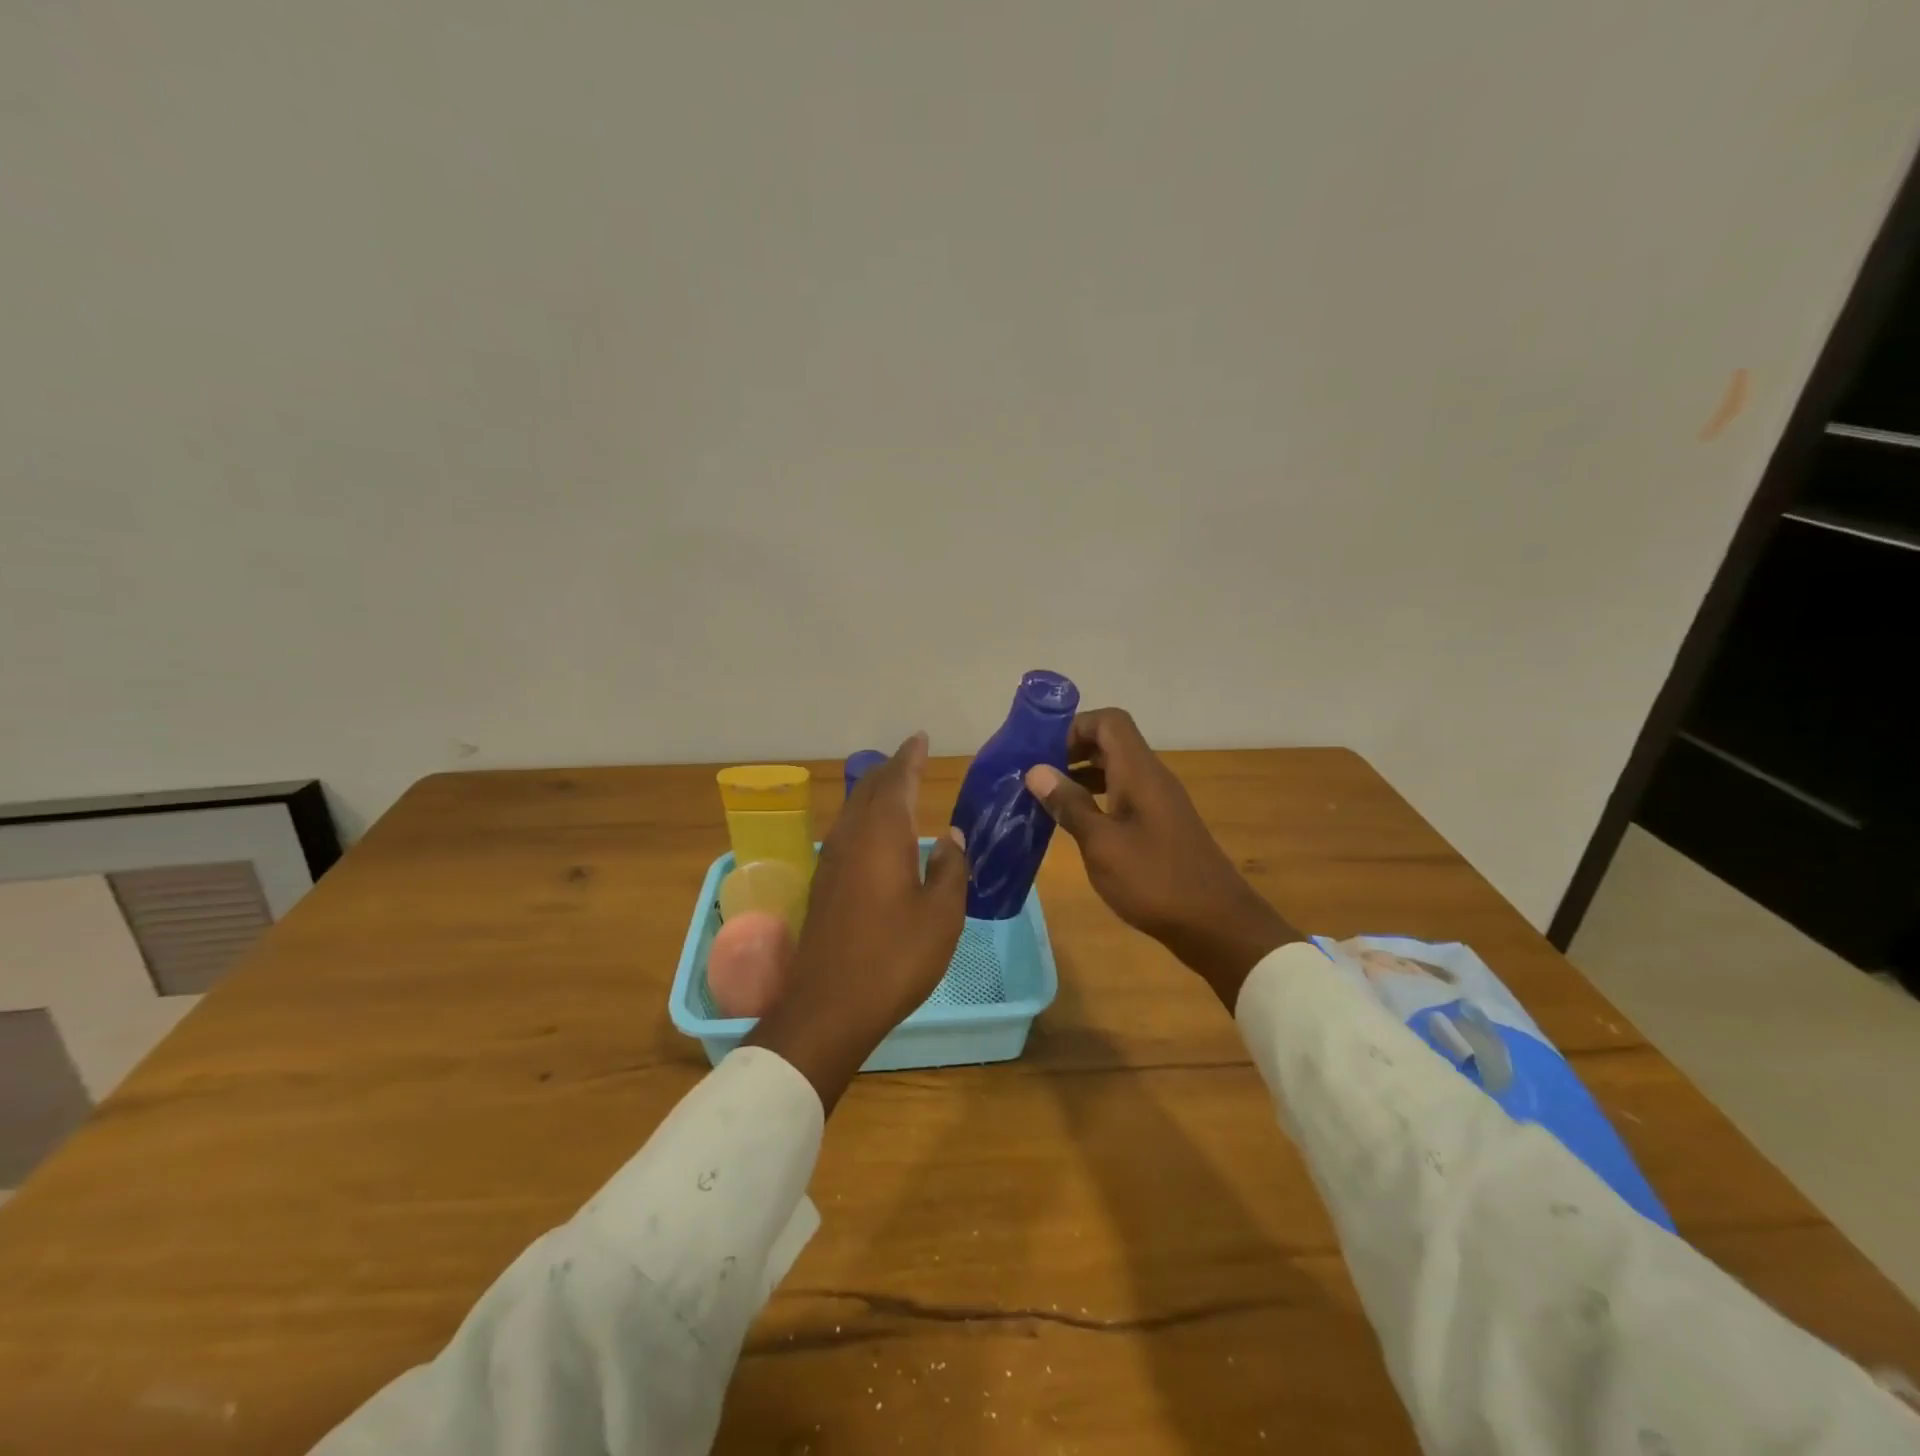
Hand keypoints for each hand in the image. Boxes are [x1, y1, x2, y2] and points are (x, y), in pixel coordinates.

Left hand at [745, 732, 967, 1109]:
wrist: (829, 1006)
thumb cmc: (895, 957)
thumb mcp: (942, 914)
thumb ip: (950, 868)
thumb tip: (950, 836)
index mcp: (882, 835)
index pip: (897, 780)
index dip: (910, 757)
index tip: (920, 738)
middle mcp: (851, 838)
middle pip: (870, 789)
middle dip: (891, 770)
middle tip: (911, 758)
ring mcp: (831, 861)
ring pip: (854, 811)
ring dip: (875, 793)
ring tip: (895, 788)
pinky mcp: (822, 885)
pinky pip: (846, 833)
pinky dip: (864, 820)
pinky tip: (874, 836)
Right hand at [1025, 708, 1301, 1006]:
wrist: (1216, 923)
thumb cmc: (1154, 880)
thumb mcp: (1102, 844)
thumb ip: (1070, 804)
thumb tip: (1036, 770)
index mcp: (1139, 772)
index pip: (1109, 721)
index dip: (1074, 727)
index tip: (1042, 753)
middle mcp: (1151, 777)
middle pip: (1111, 743)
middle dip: (1072, 750)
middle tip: (1037, 775)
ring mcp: (1159, 802)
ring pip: (1116, 770)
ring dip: (1082, 776)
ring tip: (1048, 799)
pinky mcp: (1161, 825)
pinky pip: (1124, 795)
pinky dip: (1097, 799)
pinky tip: (1078, 825)